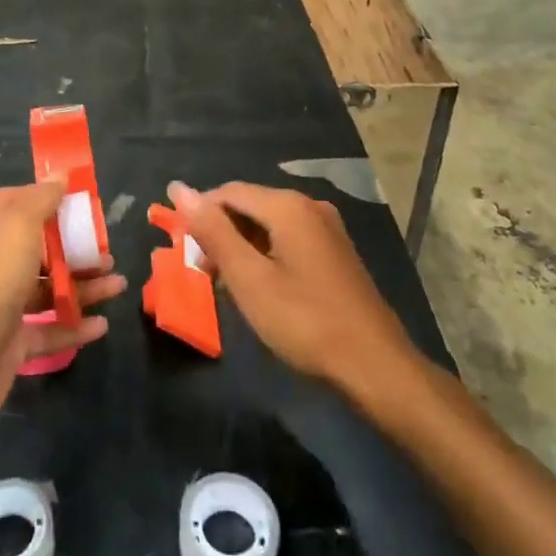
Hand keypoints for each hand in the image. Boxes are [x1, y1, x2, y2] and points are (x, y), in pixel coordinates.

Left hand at [0, 181, 126, 448]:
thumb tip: (59, 174)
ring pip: (49, 289)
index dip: (50, 199)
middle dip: (76, 246)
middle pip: (40, 247)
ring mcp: (0, 306)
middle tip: (108, 250)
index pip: (19, 203)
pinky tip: (102, 326)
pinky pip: (50, 332)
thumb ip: (40, 201)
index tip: (86, 201)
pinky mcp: (10, 347)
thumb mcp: (14, 230)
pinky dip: (75, 326)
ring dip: (83, 285)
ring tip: (118, 284)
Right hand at [167, 181, 417, 401]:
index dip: (199, 215)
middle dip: (220, 233)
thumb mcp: (249, 279)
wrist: (375, 367)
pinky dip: (265, 256)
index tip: (180, 249)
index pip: (228, 192)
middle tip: (202, 272)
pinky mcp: (335, 253)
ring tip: (225, 284)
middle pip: (249, 205)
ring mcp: (327, 229)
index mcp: (288, 206)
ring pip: (268, 225)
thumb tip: (179, 189)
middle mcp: (309, 206)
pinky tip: (258, 287)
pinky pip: (288, 240)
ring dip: (241, 247)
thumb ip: (213, 231)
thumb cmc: (305, 321)